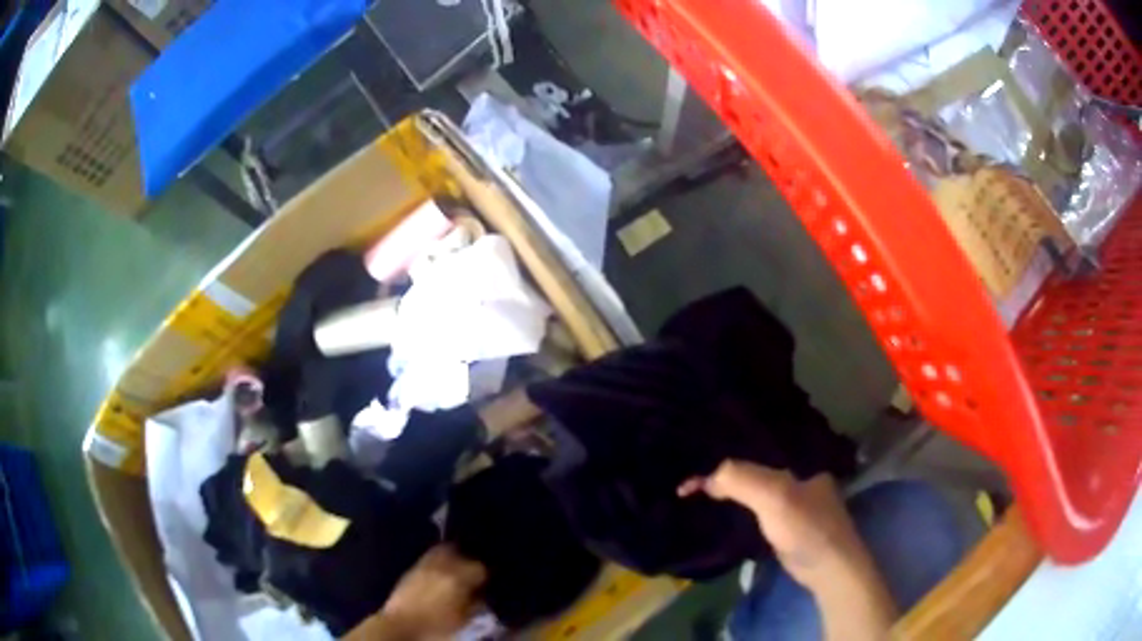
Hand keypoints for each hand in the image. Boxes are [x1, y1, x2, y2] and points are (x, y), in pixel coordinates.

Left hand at [365, 545, 487, 639]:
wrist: (402, 625)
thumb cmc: (436, 625)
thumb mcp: (462, 619)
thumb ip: (475, 603)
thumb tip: (481, 593)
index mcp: (457, 579)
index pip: (479, 567)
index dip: (485, 574)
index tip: (486, 582)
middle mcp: (441, 566)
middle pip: (462, 552)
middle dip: (469, 560)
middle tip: (473, 571)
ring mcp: (425, 564)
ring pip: (445, 549)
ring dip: (454, 555)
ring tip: (458, 566)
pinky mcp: (413, 567)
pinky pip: (431, 555)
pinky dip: (439, 558)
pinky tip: (442, 569)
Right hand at [678, 461, 863, 587]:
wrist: (829, 568)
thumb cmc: (806, 527)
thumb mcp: (775, 497)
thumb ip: (743, 480)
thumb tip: (707, 475)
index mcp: (798, 464)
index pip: (752, 455)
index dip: (721, 463)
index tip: (689, 480)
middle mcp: (797, 478)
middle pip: (753, 470)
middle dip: (724, 473)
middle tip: (690, 481)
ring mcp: (794, 503)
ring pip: (755, 490)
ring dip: (730, 491)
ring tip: (698, 493)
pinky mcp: (788, 526)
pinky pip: (758, 509)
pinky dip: (740, 507)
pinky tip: (725, 510)